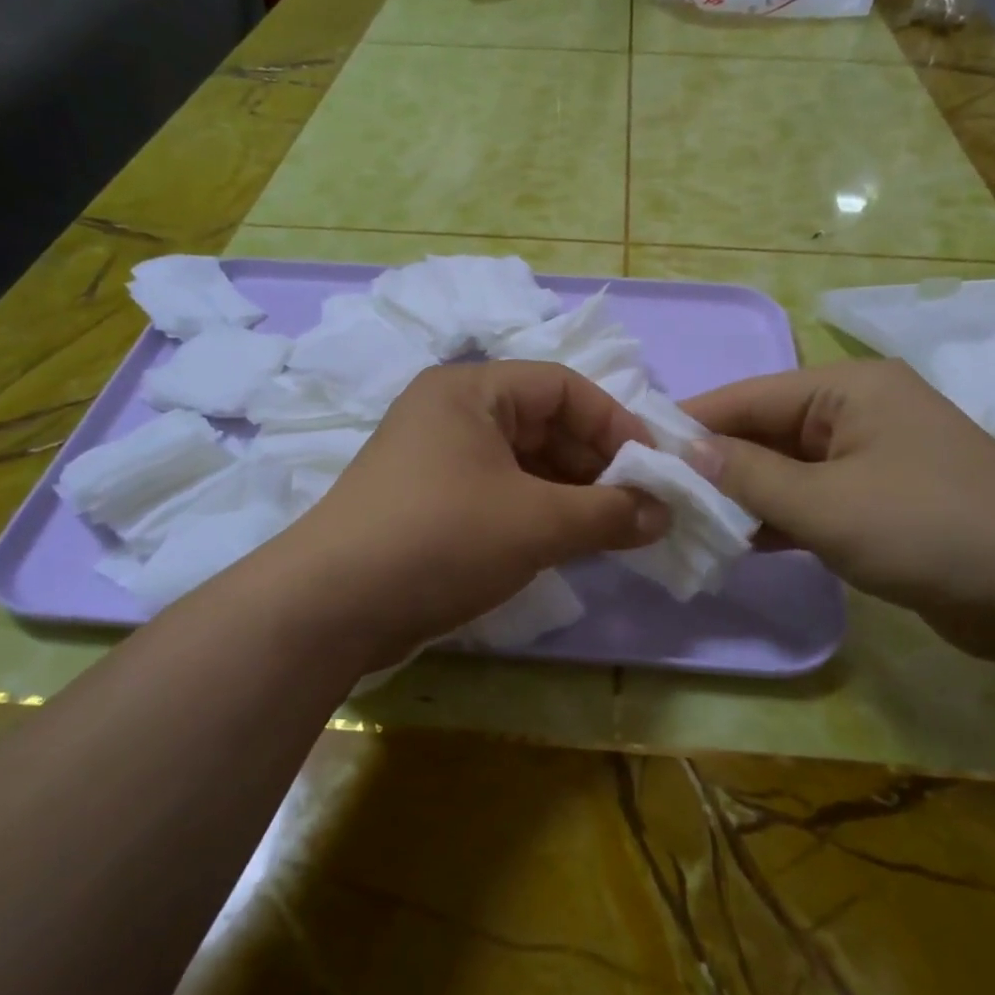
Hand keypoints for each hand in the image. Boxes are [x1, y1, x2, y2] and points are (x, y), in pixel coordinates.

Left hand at [291, 362, 667, 650]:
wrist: (330, 608)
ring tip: (613, 530)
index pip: (562, 387)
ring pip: (523, 464)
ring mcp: (435, 460)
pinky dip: (538, 514)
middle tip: (639, 507)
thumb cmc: (442, 539)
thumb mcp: (537, 522)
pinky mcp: (428, 504)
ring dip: (571, 494)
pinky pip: (499, 494)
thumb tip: (664, 514)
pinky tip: (568, 543)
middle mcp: (451, 414)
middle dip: (596, 465)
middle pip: (543, 424)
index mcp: (471, 390)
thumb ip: (609, 513)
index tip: (654, 469)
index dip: (615, 423)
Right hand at [683, 359, 994, 661]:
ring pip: (786, 469)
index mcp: (846, 389)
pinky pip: (812, 499)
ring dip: (742, 495)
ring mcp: (871, 458)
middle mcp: (857, 411)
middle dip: (715, 463)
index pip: (748, 397)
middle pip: (766, 431)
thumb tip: (685, 453)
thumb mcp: (825, 504)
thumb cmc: (929, 528)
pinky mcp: (881, 501)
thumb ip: (749, 477)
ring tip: (684, 519)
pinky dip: (777, 518)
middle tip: (656, 494)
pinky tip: (735, 541)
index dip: (692, 423)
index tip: (637, 449)